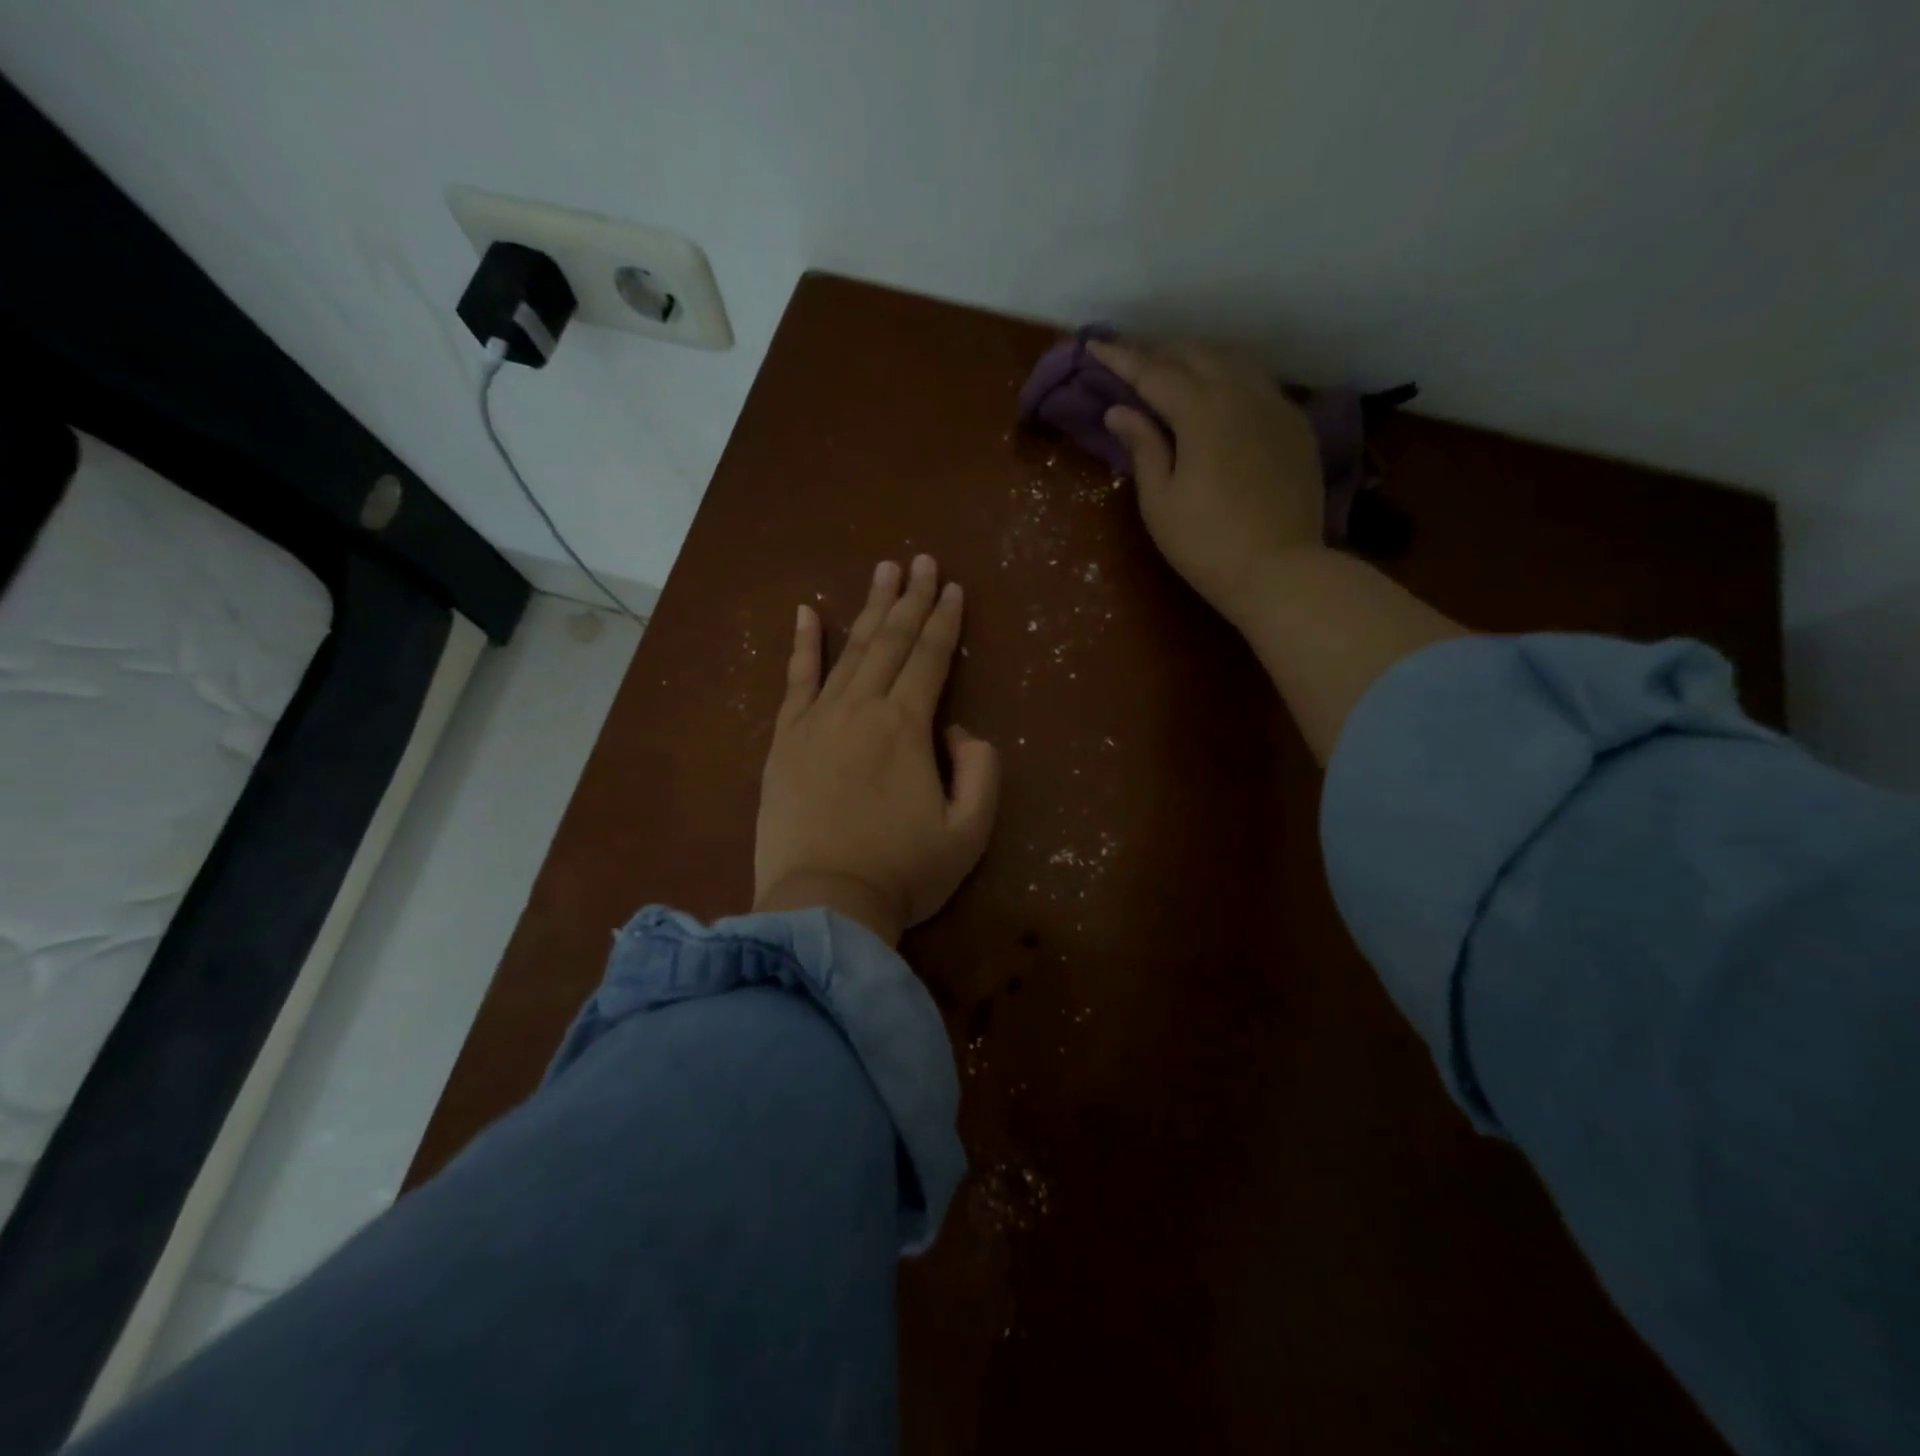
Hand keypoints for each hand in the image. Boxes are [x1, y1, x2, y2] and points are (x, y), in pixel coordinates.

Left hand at [753, 555, 999, 946]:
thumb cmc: (902, 872)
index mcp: (907, 726)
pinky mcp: (784, 740)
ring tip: (883, 572)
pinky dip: (802, 645)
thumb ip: (981, 771)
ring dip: (869, 609)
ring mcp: (817, 720)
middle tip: (922, 561)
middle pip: (891, 641)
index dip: (945, 620)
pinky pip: (795, 681)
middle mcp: (862, 708)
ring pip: (849, 651)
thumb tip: (959, 730)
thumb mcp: (969, 832)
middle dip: (911, 598)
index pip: (931, 658)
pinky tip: (807, 612)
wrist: (822, 903)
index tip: (953, 587)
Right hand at [1090, 339, 1325, 626]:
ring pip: (1232, 361)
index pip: (1153, 372)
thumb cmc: (1205, 544)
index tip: (1094, 344)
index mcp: (1202, 411)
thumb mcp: (1160, 502)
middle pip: (1195, 354)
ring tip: (1171, 368)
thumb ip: (1143, 447)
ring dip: (1196, 358)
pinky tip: (1219, 392)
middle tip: (1130, 359)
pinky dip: (1229, 377)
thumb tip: (1120, 411)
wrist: (1280, 570)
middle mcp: (1242, 393)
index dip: (1121, 358)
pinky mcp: (1296, 424)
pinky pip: (1258, 382)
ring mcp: (1275, 405)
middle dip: (1158, 351)